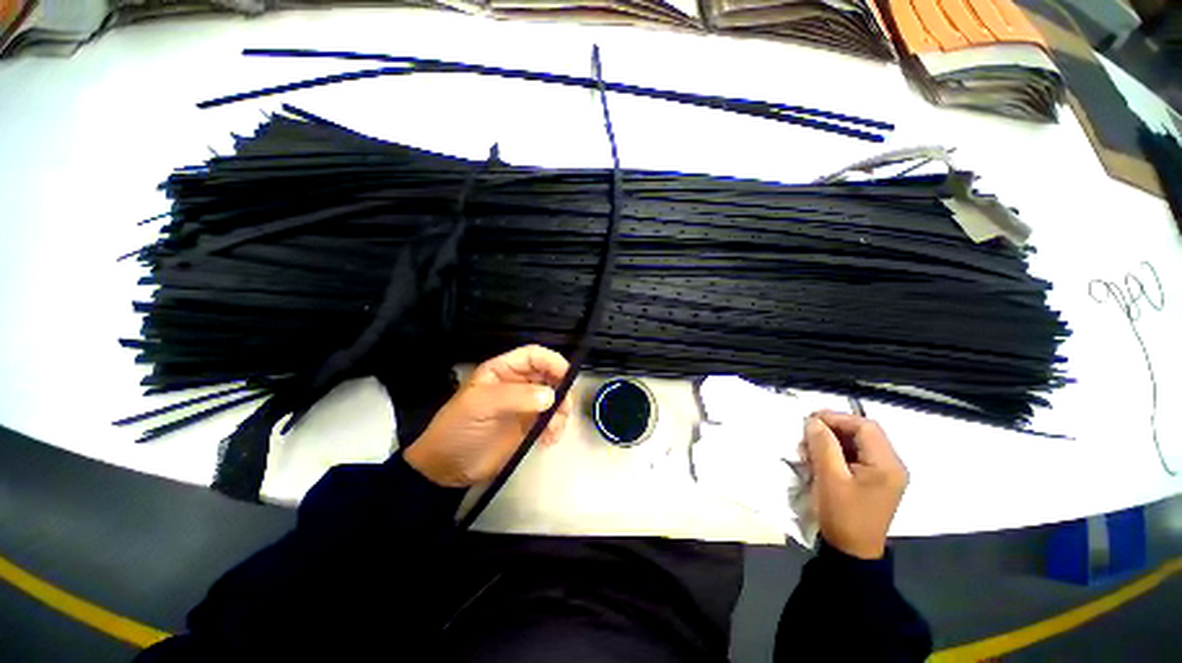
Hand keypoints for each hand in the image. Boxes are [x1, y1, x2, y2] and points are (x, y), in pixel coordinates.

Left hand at [404, 345, 573, 487]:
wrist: (446, 469)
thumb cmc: (458, 429)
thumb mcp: (479, 406)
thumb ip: (515, 397)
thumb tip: (551, 396)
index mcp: (503, 370)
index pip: (534, 356)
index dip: (552, 361)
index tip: (567, 377)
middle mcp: (518, 383)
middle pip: (550, 375)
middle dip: (562, 389)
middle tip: (564, 408)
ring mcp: (526, 405)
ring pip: (555, 398)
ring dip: (561, 412)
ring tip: (553, 430)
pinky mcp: (530, 426)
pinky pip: (552, 420)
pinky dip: (556, 428)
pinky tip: (548, 440)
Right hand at [802, 411, 907, 559]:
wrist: (852, 553)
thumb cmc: (842, 515)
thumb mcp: (829, 478)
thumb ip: (823, 445)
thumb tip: (813, 421)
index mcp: (887, 464)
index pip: (864, 426)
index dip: (836, 418)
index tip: (809, 421)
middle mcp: (892, 465)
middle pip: (863, 432)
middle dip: (834, 428)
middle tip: (807, 432)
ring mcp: (885, 474)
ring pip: (858, 442)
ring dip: (833, 439)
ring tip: (810, 445)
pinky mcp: (875, 480)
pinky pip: (857, 455)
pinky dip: (837, 451)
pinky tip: (821, 457)